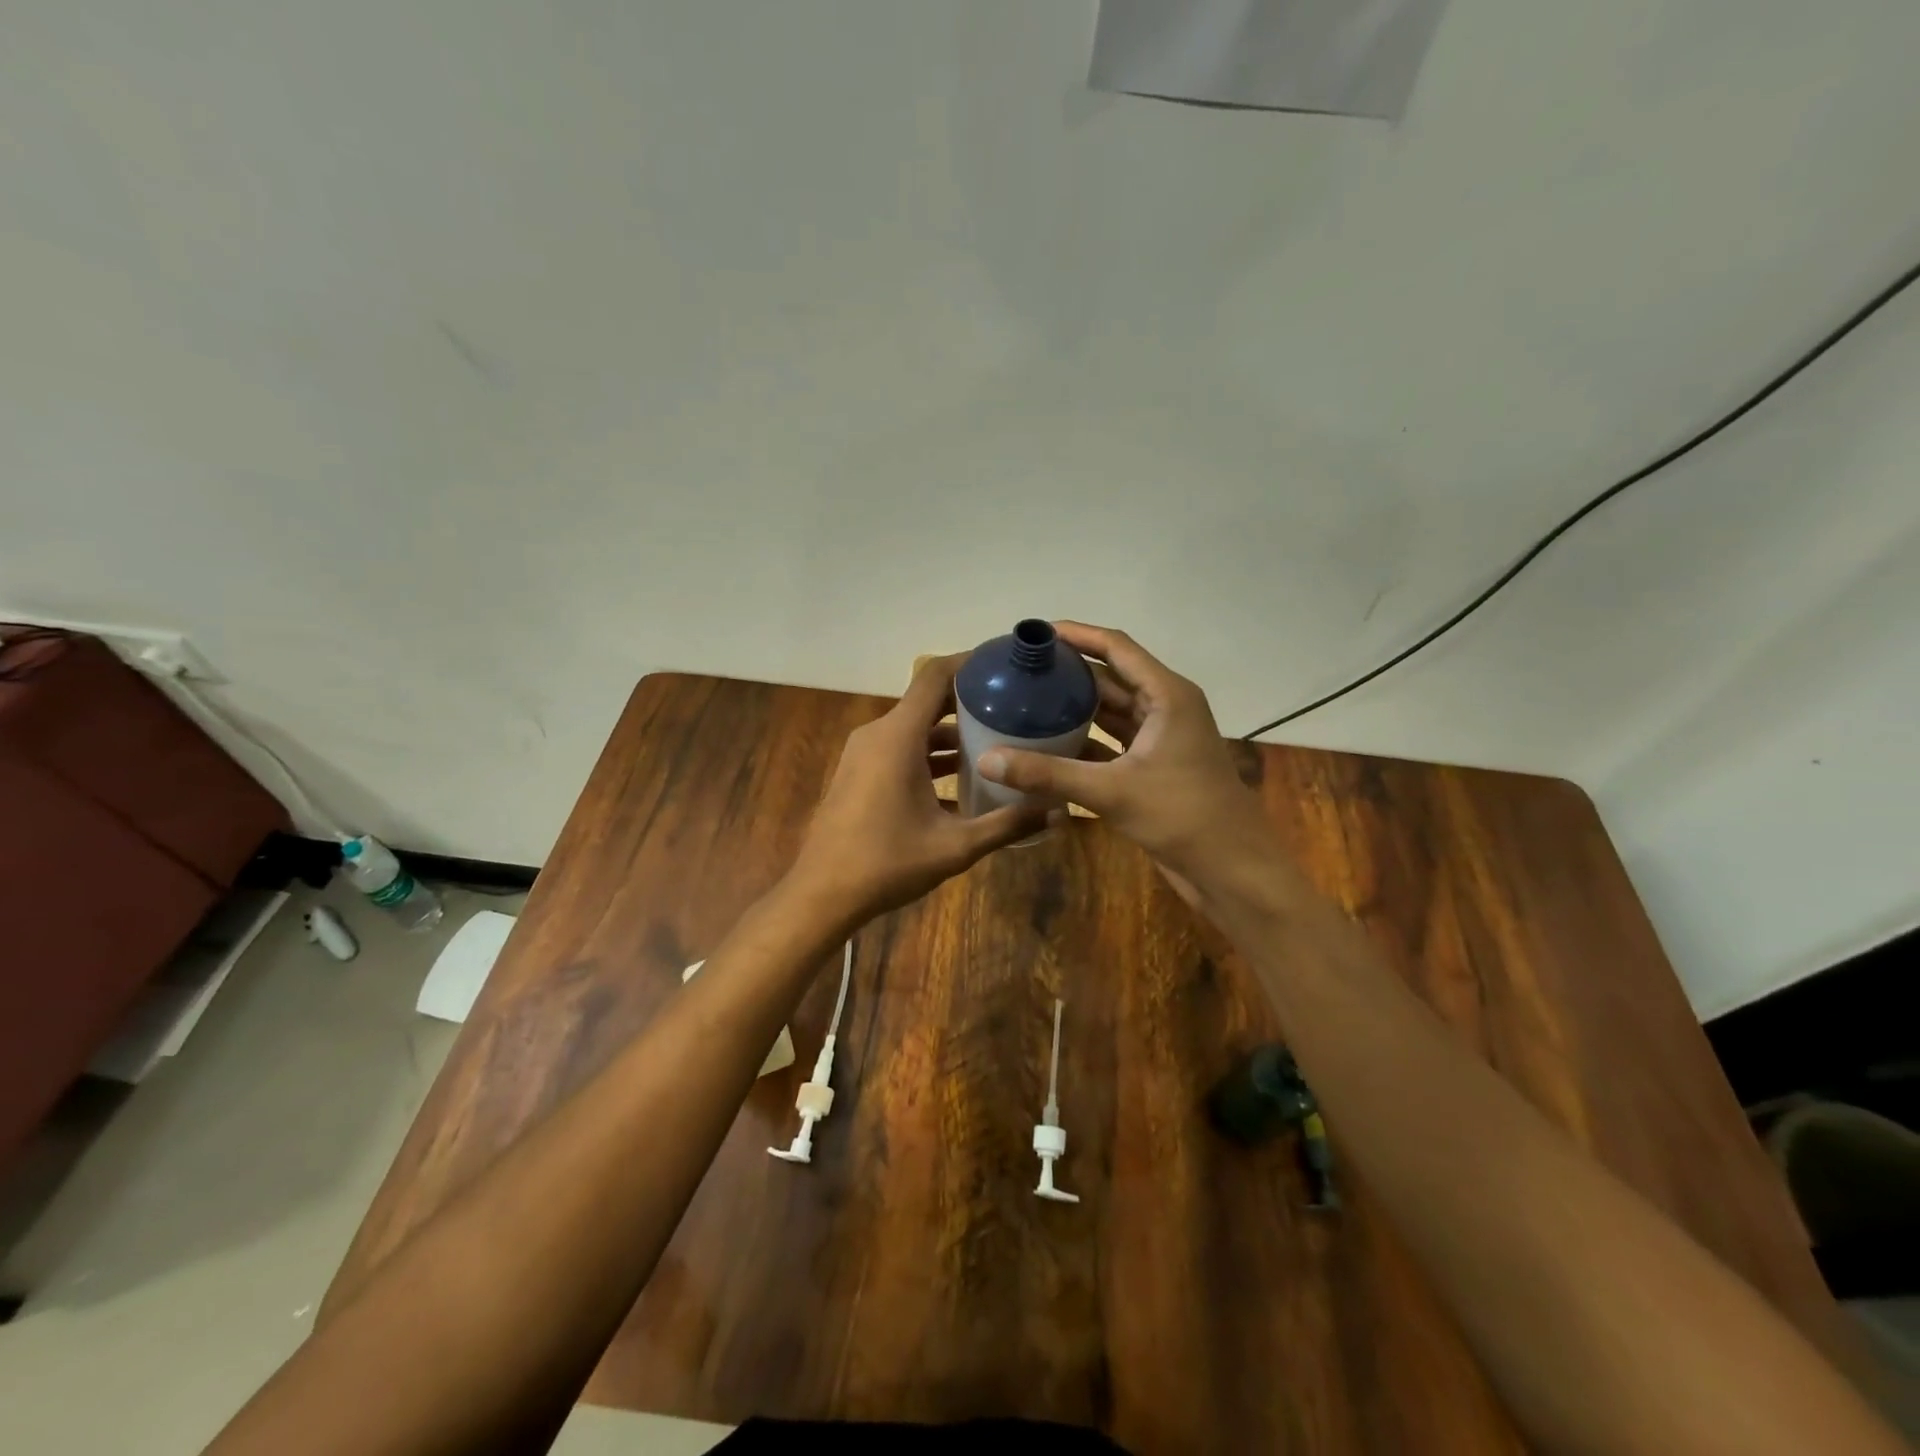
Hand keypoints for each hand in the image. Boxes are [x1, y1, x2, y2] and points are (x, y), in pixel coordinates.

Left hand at [788, 654, 1048, 923]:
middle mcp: (878, 734)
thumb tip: (1059, 812)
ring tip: (998, 741)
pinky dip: (930, 754)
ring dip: (952, 733)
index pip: (935, 676)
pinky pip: (901, 748)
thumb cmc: (887, 864)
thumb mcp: (955, 847)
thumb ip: (1008, 825)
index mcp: (898, 737)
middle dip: (971, 701)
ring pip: (915, 728)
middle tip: (1015, 707)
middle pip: (928, 700)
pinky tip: (963, 777)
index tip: (1005, 665)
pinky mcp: (860, 772)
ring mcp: (864, 753)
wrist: (822, 894)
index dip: (970, 663)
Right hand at [975, 622, 1276, 891]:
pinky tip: (1047, 744)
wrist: (1232, 868)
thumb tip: (986, 760)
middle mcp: (1165, 708)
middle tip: (1021, 670)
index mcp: (1167, 695)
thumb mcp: (1112, 792)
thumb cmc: (1183, 816)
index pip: (1116, 648)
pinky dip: (1083, 740)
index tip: (1036, 632)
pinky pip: (1112, 742)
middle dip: (1069, 672)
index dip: (1077, 634)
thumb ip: (1048, 774)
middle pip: (1111, 677)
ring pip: (1111, 711)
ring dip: (1074, 707)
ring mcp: (1160, 739)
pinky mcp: (1153, 767)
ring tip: (1026, 700)